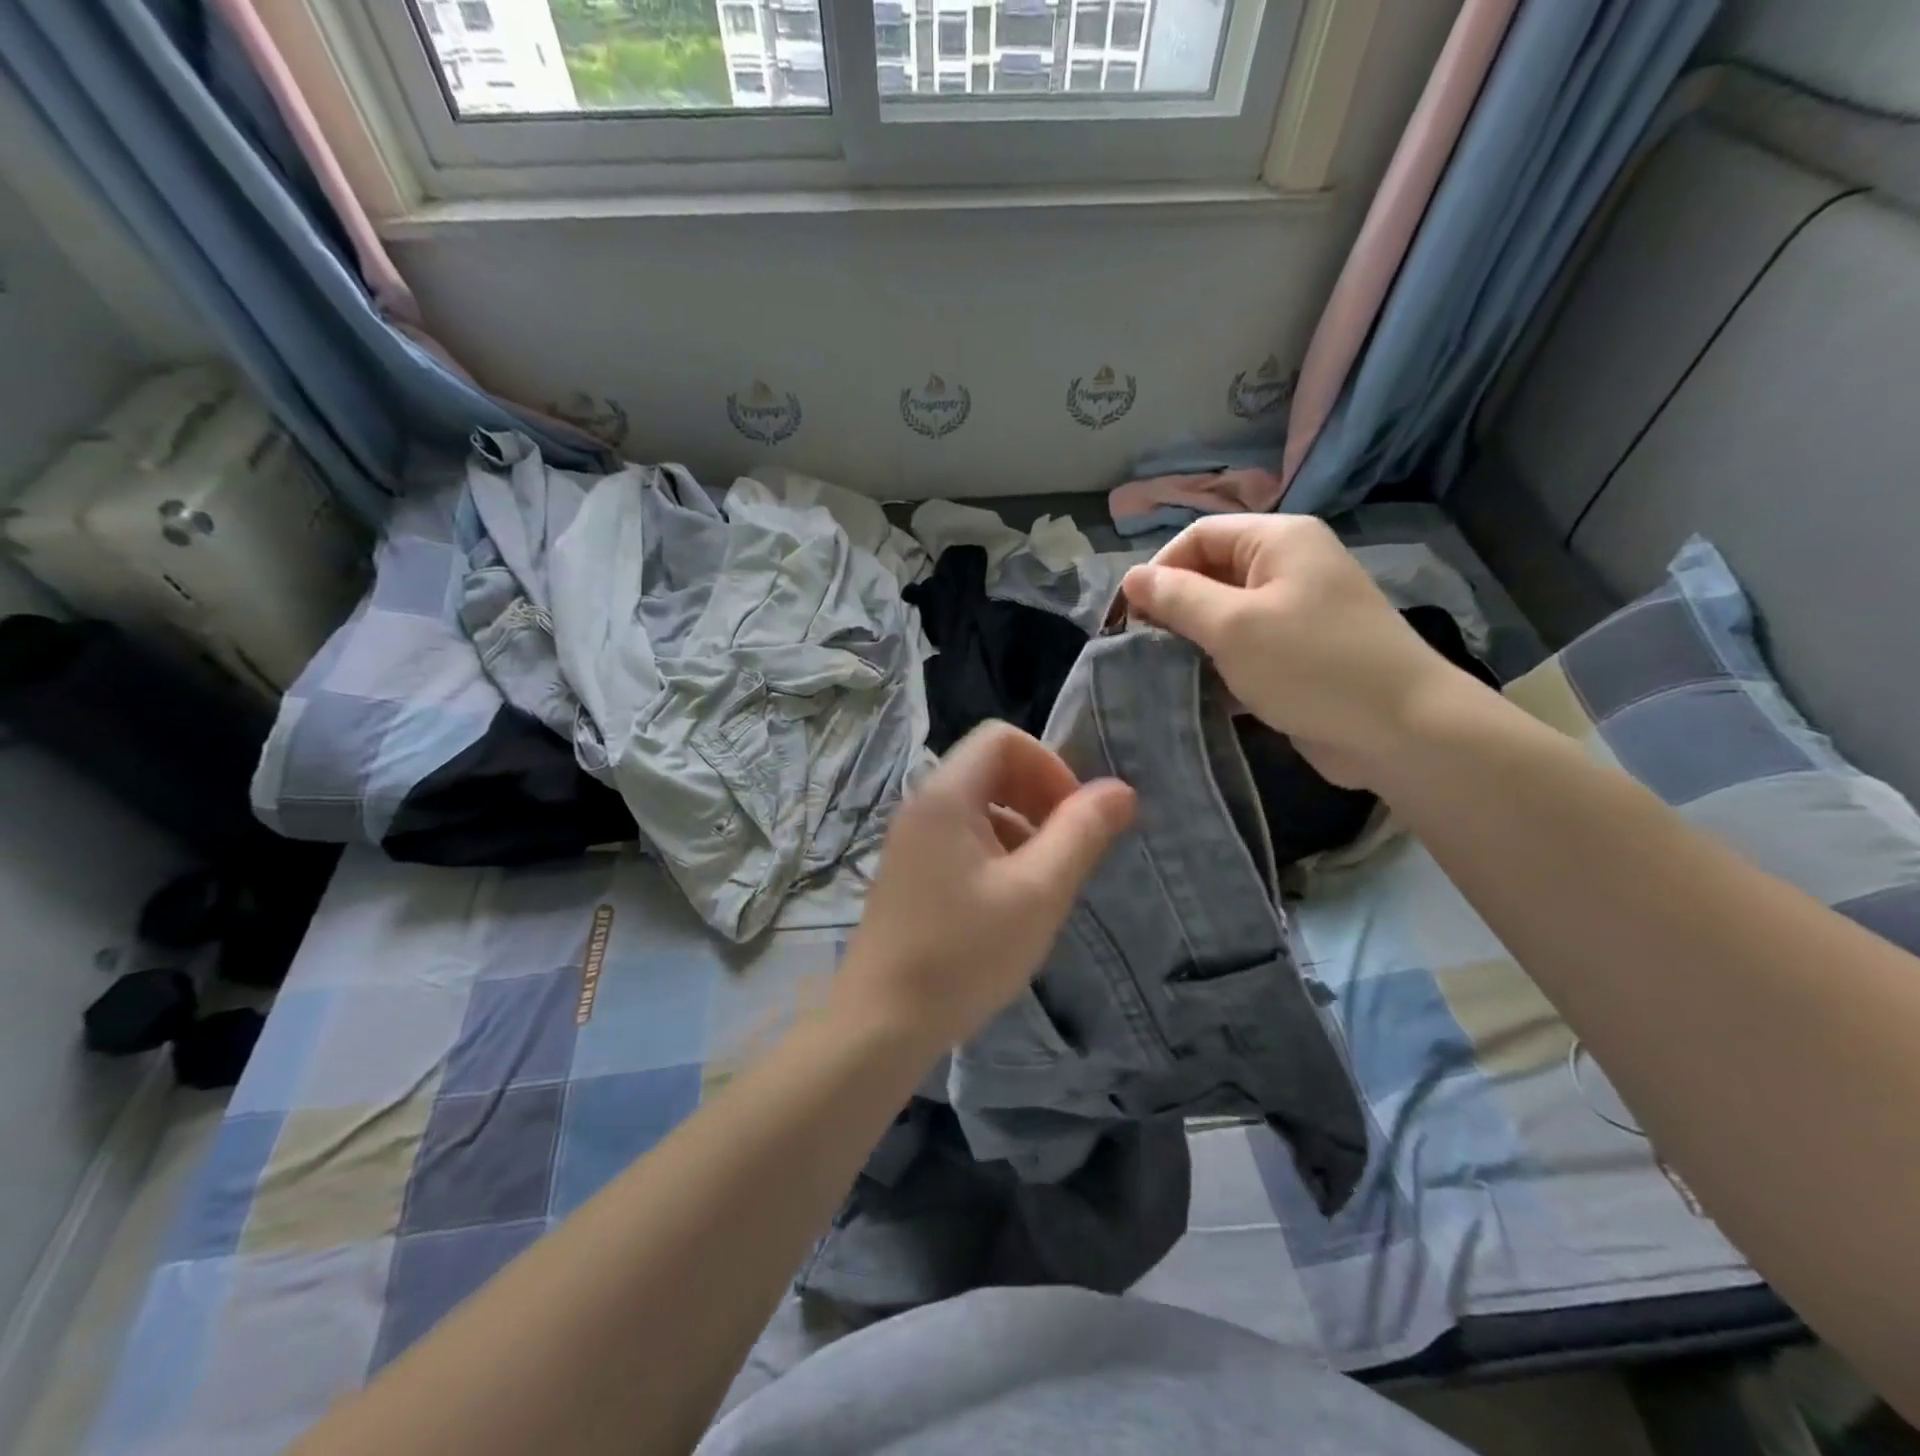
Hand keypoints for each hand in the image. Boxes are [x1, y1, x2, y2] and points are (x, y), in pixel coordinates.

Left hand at [833, 722, 1135, 1053]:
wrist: (881, 1024)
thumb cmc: (964, 953)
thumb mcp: (1038, 892)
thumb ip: (1081, 833)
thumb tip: (1120, 789)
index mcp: (946, 796)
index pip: (1002, 738)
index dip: (1049, 766)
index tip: (1073, 818)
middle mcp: (921, 806)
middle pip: (990, 768)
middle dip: (1039, 797)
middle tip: (1066, 850)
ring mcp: (911, 841)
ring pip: (978, 807)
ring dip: (1021, 830)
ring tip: (1042, 885)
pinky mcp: (910, 873)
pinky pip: (961, 839)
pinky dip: (996, 853)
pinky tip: (1009, 904)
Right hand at [1121, 515, 1481, 787]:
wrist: (1400, 730)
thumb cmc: (1311, 665)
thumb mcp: (1233, 626)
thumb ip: (1177, 598)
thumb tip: (1132, 577)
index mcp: (1278, 540)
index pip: (1198, 536)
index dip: (1159, 570)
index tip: (1129, 618)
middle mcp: (1288, 567)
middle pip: (1210, 574)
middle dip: (1173, 608)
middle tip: (1142, 649)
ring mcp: (1296, 613)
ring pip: (1223, 616)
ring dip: (1191, 641)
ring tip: (1162, 672)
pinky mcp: (1297, 656)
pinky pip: (1243, 649)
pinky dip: (1217, 666)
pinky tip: (1195, 692)